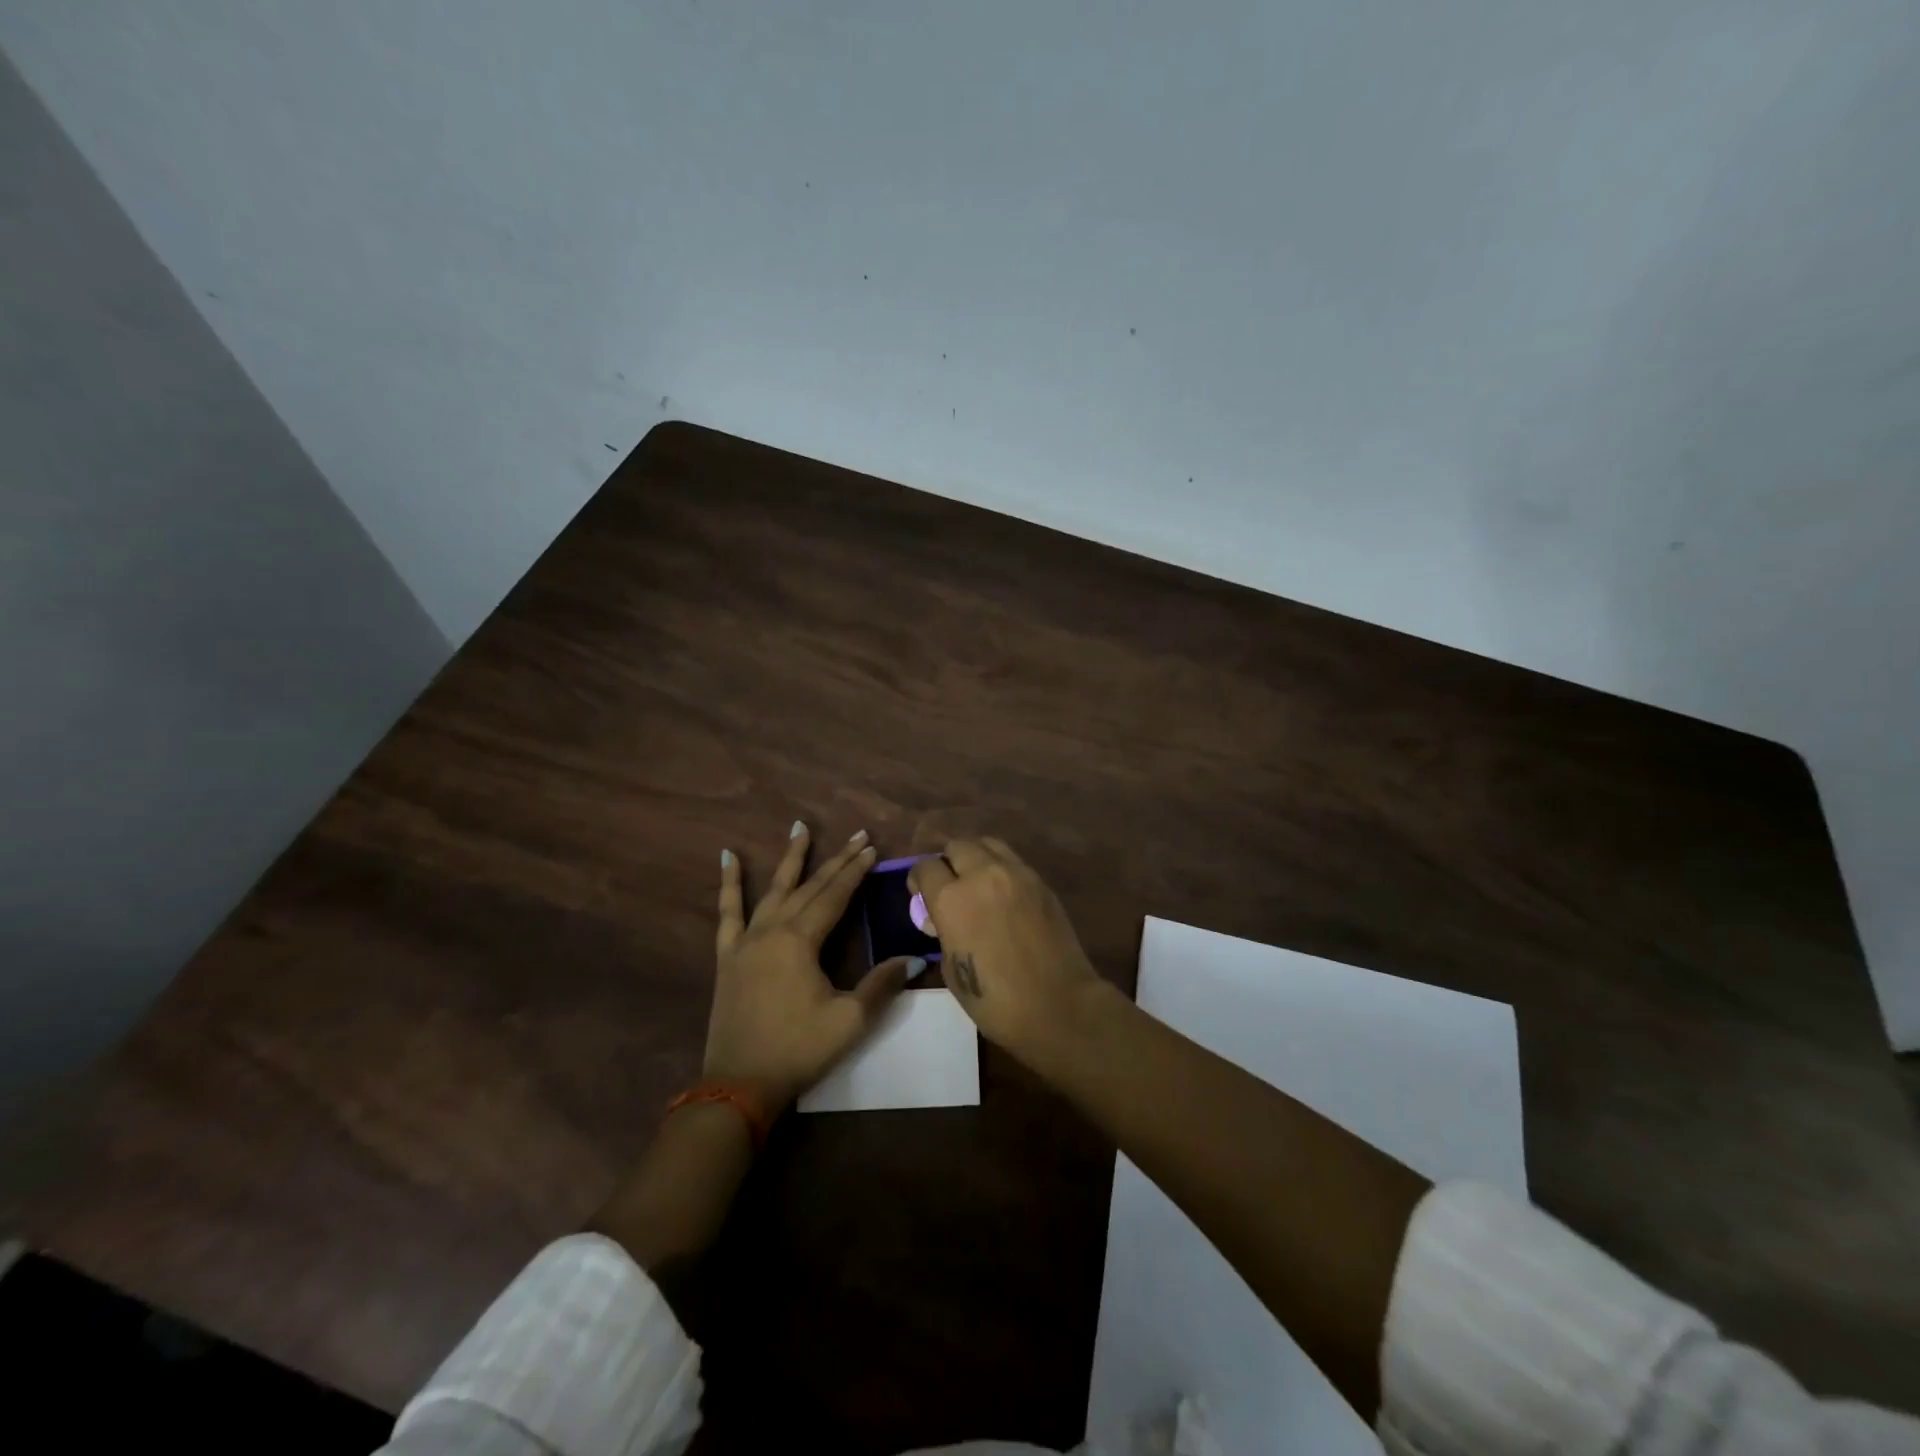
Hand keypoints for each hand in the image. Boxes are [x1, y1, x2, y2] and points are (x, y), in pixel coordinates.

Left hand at [705, 821, 917, 1109]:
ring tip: (800, 827)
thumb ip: (882, 984)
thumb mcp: (850, 1020)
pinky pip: (727, 911)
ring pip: (773, 890)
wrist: (740, 1084)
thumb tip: (916, 958)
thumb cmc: (799, 1049)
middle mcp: (772, 930)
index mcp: (801, 941)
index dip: (855, 872)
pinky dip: (729, 882)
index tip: (872, 848)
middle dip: (836, 860)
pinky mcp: (728, 955)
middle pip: (810, 887)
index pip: (835, 896)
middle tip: (857, 835)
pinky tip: (727, 857)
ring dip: (790, 858)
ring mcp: (746, 940)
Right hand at [909, 838, 1105, 1062]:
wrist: (1058, 1005)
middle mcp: (982, 874)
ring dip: (975, 857)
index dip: (919, 880)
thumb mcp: (952, 969)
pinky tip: (1003, 894)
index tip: (921, 896)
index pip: (925, 868)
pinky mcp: (1040, 881)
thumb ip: (943, 932)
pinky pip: (1012, 860)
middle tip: (950, 887)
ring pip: (987, 844)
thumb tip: (941, 919)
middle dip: (947, 863)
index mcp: (951, 898)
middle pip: (956, 846)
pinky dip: (1000, 868)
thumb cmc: (995, 1001)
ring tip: (977, 882)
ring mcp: (1016, 873)